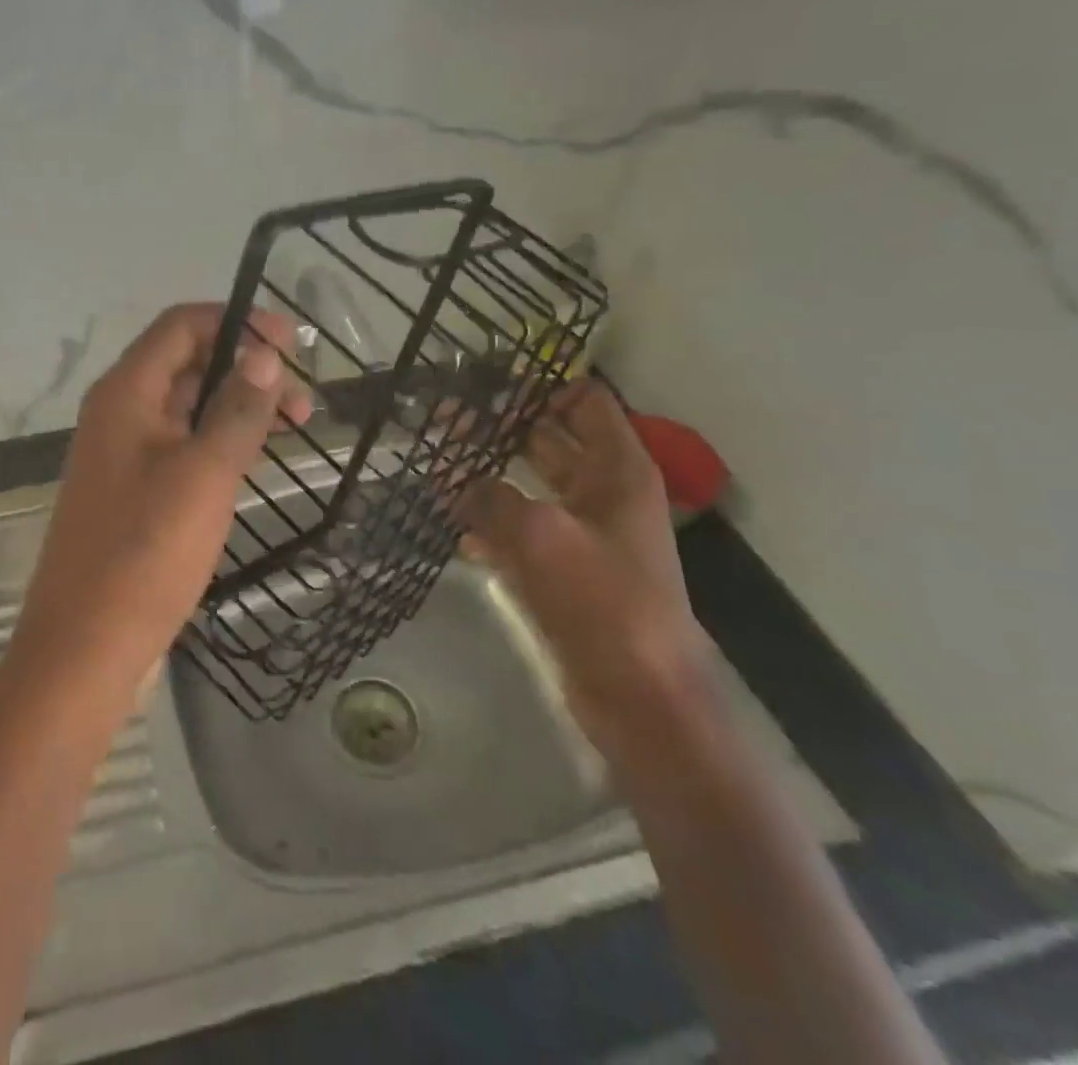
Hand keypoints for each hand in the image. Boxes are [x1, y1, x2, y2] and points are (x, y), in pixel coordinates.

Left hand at [4, 305, 310, 709]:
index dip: (237, 322)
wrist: (84, 648)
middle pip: (186, 361)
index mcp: (126, 392)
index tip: (293, 344)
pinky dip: (218, 439)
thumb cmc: (145, 552)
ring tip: (292, 426)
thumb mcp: (204, 474)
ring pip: (186, 406)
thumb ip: (237, 409)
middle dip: (245, 367)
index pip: (181, 325)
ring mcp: (123, 453)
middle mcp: (119, 411)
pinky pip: (180, 444)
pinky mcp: (132, 490)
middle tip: (303, 399)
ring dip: (236, 405)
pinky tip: (253, 458)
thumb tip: (265, 354)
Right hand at [464, 380, 715, 752]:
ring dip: (487, 474)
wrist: (641, 696)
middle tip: (443, 416)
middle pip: (548, 440)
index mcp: (617, 469)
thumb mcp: (541, 535)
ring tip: (436, 463)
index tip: (487, 381)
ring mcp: (582, 533)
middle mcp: (603, 492)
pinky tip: (452, 522)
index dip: (540, 386)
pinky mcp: (563, 569)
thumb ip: (491, 496)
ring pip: (529, 485)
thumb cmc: (604, 602)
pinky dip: (490, 521)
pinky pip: (520, 530)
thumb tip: (454, 476)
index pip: (584, 401)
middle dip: (499, 427)